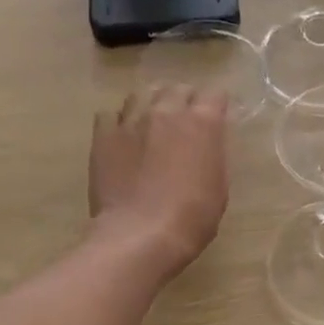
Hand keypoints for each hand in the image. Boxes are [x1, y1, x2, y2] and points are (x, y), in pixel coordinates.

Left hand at [89, 85, 229, 282]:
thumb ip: (212, 154)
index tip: (216, 118)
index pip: (215, 95)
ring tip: (149, 124)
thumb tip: (206, 145)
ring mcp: (132, 120)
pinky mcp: (104, 136)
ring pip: (141, 95)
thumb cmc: (192, 217)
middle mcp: (167, 111)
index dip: (216, 106)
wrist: (141, 235)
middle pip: (177, 89)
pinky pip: (109, 115)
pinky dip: (118, 122)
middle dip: (183, 101)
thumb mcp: (219, 185)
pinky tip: (122, 138)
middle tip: (183, 122)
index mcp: (203, 122)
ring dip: (150, 105)